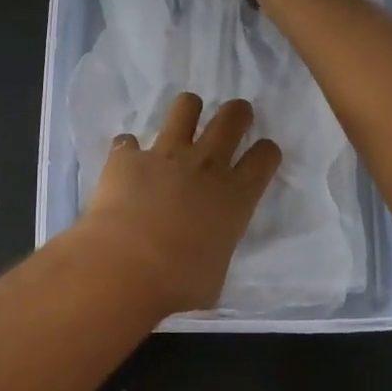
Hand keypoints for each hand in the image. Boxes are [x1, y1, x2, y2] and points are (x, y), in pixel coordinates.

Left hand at [78, 93, 282, 316]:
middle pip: (233, 117)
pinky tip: (125, 165)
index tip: (260, 156)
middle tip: (233, 119)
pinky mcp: (128, 156)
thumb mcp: (215, 274)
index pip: (266, 156)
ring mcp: (166, 154)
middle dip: (237, 112)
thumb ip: (216, 247)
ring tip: (183, 122)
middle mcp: (206, 165)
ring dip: (187, 111)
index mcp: (236, 196)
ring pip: (185, 107)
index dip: (266, 151)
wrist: (125, 267)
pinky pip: (128, 142)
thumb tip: (206, 248)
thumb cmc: (179, 283)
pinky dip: (128, 152)